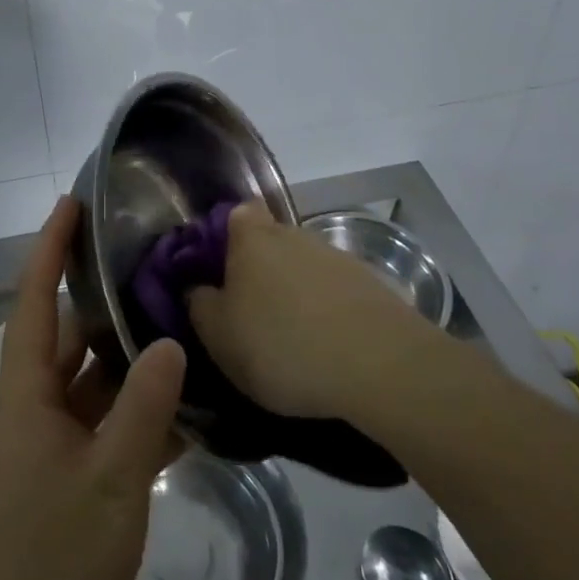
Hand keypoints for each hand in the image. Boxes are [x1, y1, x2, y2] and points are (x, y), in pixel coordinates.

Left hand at [0, 197, 185, 579]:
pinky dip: (133, 412)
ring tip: (178, 330)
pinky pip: (100, 423)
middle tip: (157, 275)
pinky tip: (180, 411)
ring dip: (127, 363)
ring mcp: (48, 439)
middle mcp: (33, 404)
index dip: (50, 247)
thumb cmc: (51, 556)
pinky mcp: (64, 471)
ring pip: (90, 381)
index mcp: (27, 391)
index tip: (71, 203)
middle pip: (70, 337)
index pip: (34, 298)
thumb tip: (171, 343)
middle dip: (107, 306)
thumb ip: (143, 409)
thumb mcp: (110, 480)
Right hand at [188, 203, 425, 418]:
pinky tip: (326, 349)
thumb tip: (196, 287)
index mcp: (251, 237)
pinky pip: (335, 293)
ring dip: (295, 293)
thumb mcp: (219, 335)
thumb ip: (199, 304)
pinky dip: (327, 313)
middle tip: (250, 313)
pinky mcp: (371, 286)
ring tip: (291, 340)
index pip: (236, 213)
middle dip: (260, 270)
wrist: (381, 365)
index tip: (218, 271)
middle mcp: (294, 234)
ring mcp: (337, 257)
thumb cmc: (282, 344)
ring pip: (304, 268)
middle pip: (270, 242)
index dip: (225, 236)